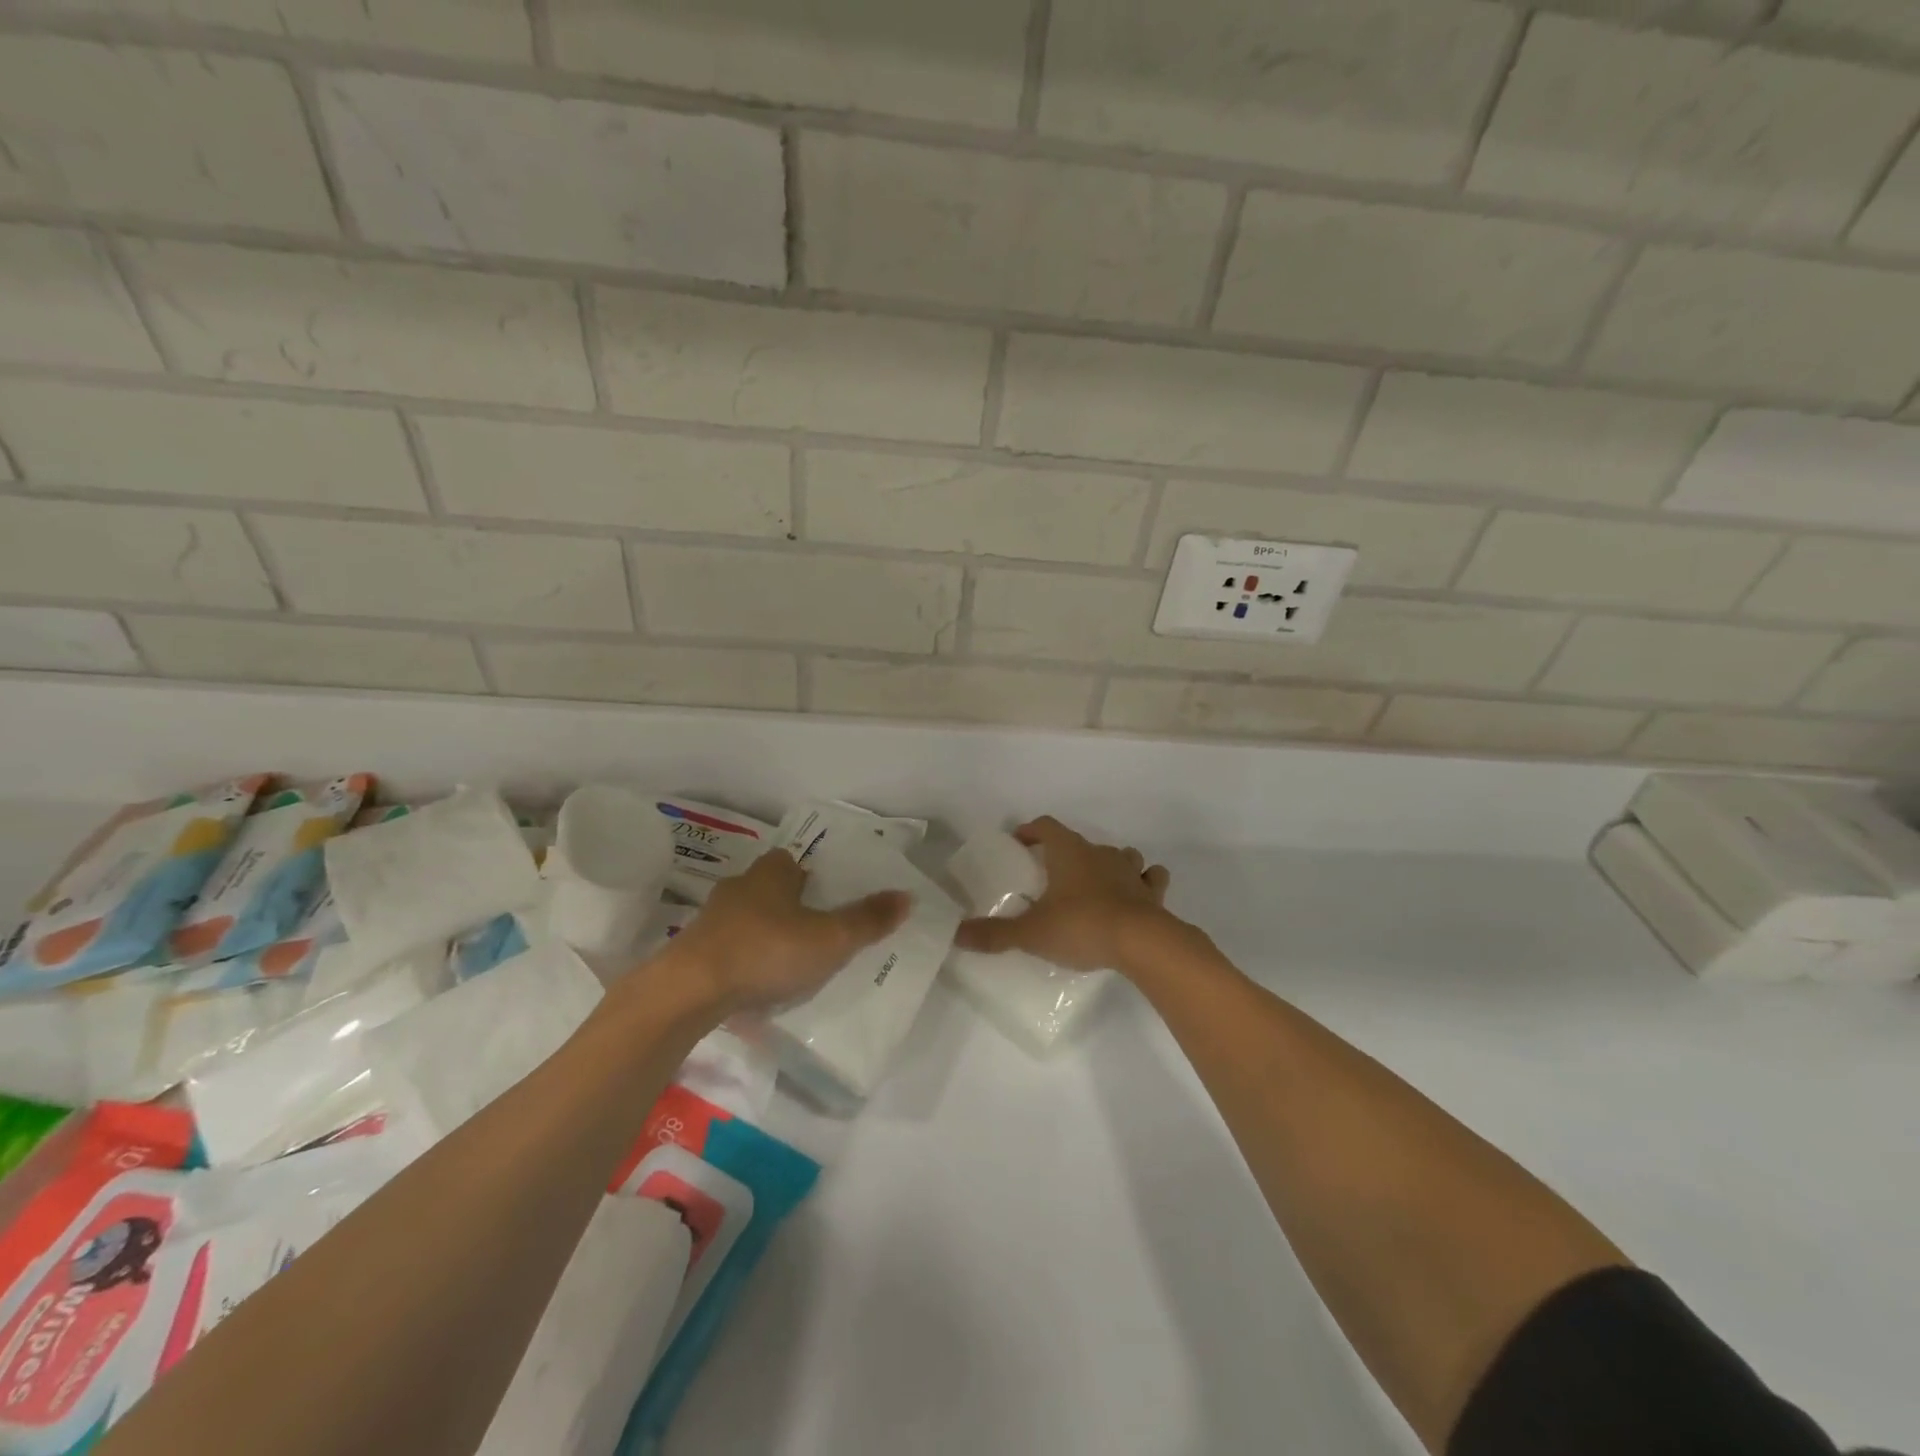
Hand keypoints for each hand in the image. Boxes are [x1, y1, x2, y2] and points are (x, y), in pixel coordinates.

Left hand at [665, 848, 910, 1011]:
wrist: (690, 990)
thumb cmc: (768, 951)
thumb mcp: (831, 938)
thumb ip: (869, 919)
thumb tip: (908, 896)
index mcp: (773, 873)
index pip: (794, 862)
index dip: (811, 878)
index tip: (827, 899)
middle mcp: (740, 886)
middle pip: (770, 888)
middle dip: (789, 905)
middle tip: (814, 932)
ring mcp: (711, 918)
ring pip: (747, 918)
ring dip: (764, 932)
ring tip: (787, 961)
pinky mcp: (692, 950)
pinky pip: (727, 947)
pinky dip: (742, 958)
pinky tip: (755, 982)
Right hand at [953, 817, 1172, 972]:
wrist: (1142, 943)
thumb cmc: (1081, 926)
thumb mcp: (1031, 933)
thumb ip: (995, 934)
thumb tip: (957, 934)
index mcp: (1069, 853)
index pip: (1047, 827)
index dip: (1032, 831)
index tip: (1020, 842)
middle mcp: (1100, 854)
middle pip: (1081, 842)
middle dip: (1067, 854)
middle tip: (1053, 875)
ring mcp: (1130, 871)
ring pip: (1121, 855)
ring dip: (1109, 864)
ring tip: (1096, 883)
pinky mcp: (1152, 894)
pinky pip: (1150, 879)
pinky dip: (1144, 883)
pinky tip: (1137, 895)